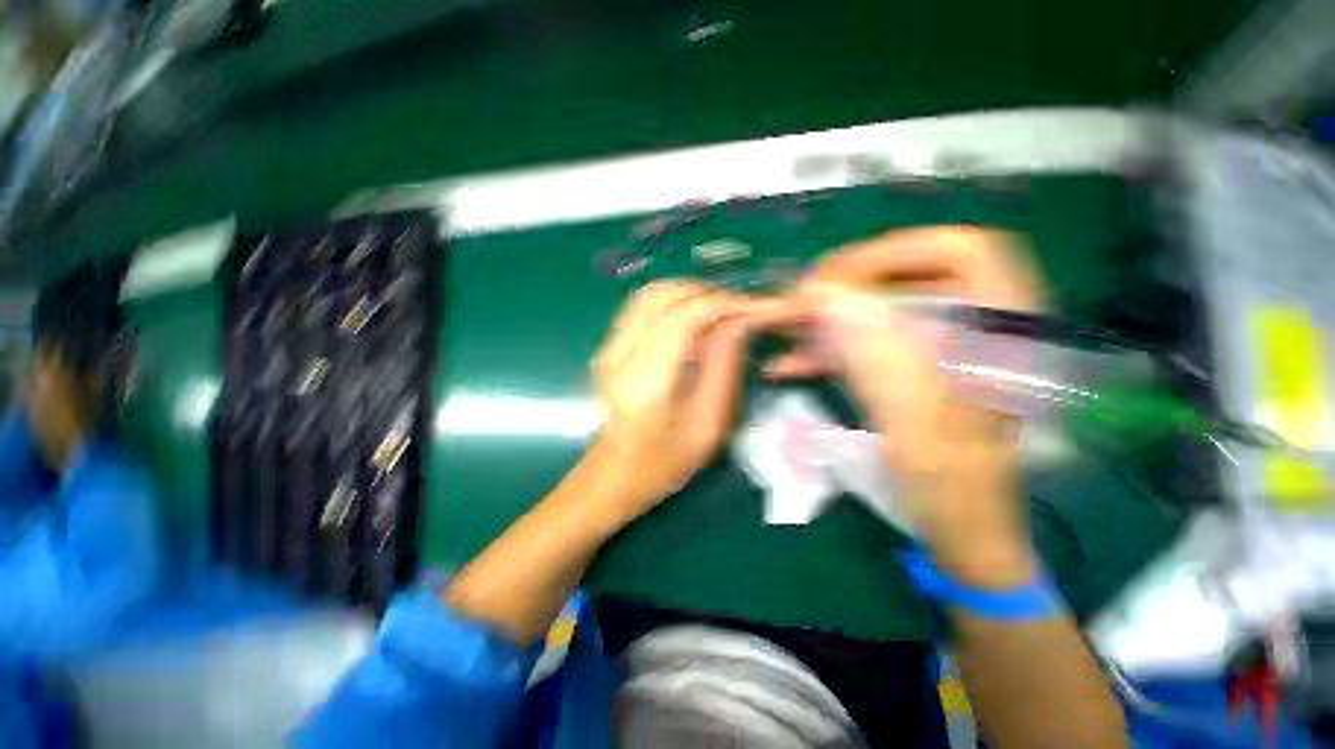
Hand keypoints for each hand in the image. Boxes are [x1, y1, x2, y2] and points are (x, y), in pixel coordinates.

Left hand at [589, 280, 780, 515]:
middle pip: (663, 296)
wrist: (614, 476)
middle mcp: (618, 356)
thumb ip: (724, 366)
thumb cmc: (665, 463)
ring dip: (690, 293)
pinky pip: (641, 308)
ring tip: (721, 311)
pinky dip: (673, 303)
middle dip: (709, 293)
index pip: (685, 317)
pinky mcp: (606, 347)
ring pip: (649, 295)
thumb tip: (740, 321)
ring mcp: (607, 348)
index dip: (724, 304)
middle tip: (740, 309)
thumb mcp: (708, 423)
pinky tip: (694, 320)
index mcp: (646, 382)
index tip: (757, 307)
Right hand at [767, 228, 1043, 580]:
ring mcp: (939, 347)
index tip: (833, 279)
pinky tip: (789, 363)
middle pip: (909, 277)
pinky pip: (867, 342)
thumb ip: (871, 349)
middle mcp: (975, 326)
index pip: (958, 251)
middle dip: (848, 286)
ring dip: (830, 317)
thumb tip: (818, 291)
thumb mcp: (915, 417)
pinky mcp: (910, 367)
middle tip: (799, 302)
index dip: (892, 253)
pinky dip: (827, 349)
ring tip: (785, 328)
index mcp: (1002, 328)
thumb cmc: (952, 481)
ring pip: (880, 310)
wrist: (956, 525)